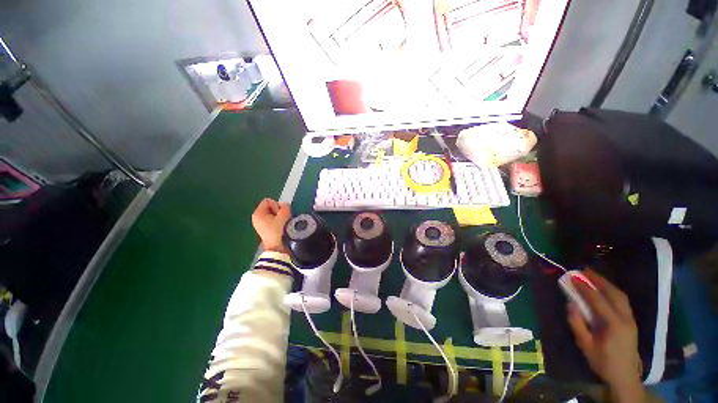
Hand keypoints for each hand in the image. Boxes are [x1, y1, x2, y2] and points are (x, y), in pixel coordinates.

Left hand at [251, 198, 290, 253]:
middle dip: (278, 211)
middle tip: (282, 219)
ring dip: (280, 216)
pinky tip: (281, 227)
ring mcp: (260, 223)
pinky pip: (273, 219)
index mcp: (258, 213)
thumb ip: (285, 207)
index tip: (279, 214)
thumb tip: (285, 205)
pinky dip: (278, 221)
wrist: (276, 247)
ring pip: (273, 213)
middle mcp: (257, 217)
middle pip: (270, 206)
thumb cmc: (277, 231)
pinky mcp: (265, 228)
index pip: (268, 201)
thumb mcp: (283, 216)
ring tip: (283, 223)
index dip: (276, 205)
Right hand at [567, 270, 644, 402]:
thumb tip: (570, 304)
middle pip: (614, 293)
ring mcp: (631, 319)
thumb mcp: (585, 345)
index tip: (573, 276)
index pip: (598, 300)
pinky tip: (605, 289)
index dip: (585, 287)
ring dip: (607, 284)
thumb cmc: (602, 361)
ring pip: (621, 296)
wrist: (625, 377)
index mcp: (613, 325)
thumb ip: (577, 324)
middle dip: (599, 280)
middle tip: (584, 270)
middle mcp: (625, 318)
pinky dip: (613, 291)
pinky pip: (623, 301)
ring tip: (593, 276)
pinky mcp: (632, 321)